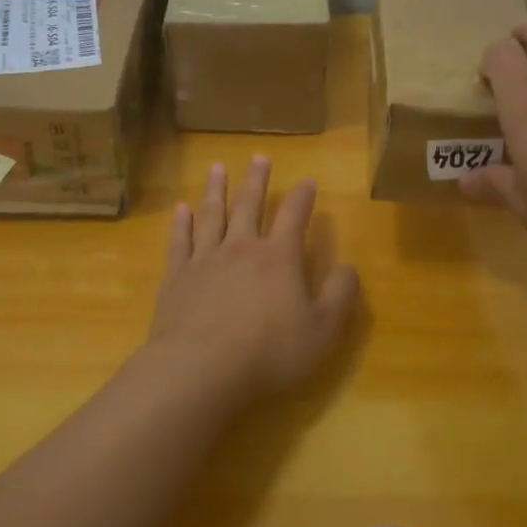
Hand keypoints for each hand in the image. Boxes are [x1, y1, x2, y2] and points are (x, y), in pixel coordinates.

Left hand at [145, 156, 360, 398]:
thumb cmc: (268, 352)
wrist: (200, 368)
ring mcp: (205, 259)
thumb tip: (349, 267)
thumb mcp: (322, 330)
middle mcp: (241, 247)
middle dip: (256, 180)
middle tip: (259, 157)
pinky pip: (180, 241)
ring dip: (216, 189)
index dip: (303, 197)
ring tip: (218, 168)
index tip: (307, 180)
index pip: (294, 217)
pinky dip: (181, 223)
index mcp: (278, 257)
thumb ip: (339, 295)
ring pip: (211, 214)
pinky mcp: (176, 277)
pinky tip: (181, 209)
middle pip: (249, 205)